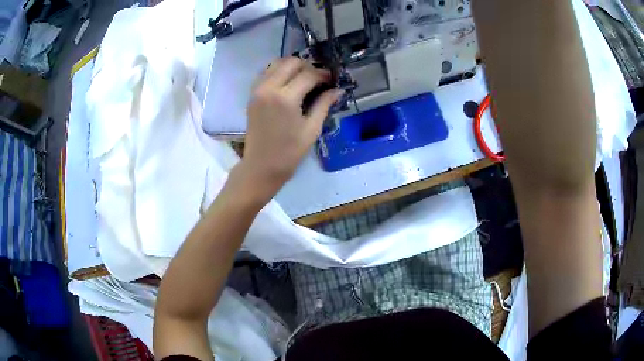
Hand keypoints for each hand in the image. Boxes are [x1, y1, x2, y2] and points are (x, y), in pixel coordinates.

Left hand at [235, 57, 340, 203]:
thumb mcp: (311, 129)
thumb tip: (337, 90)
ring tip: (304, 79)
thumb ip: (324, 105)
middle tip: (318, 79)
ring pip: (276, 64)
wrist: (261, 166)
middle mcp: (269, 88)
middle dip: (308, 66)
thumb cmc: (289, 153)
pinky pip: (266, 73)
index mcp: (286, 99)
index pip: (308, 74)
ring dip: (292, 67)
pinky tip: (288, 84)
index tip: (332, 79)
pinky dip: (278, 72)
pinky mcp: (252, 95)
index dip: (323, 74)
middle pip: (291, 62)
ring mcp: (258, 90)